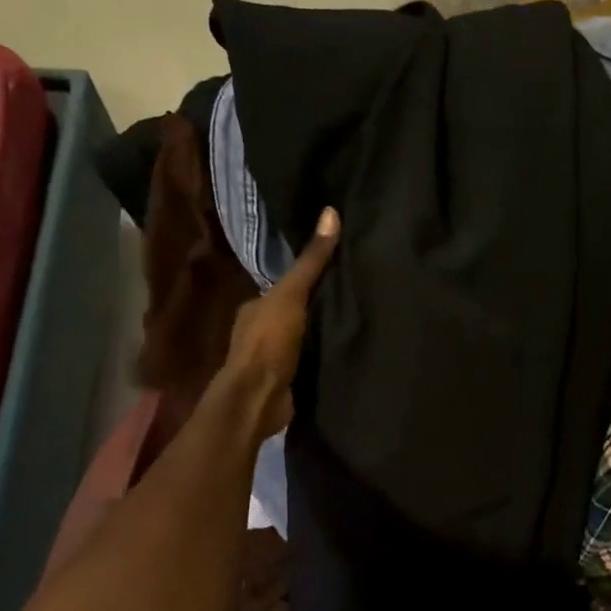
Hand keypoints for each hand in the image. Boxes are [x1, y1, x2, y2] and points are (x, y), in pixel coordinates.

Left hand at [218, 207, 339, 438]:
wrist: (259, 398)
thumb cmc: (269, 341)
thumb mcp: (292, 294)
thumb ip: (312, 261)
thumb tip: (331, 212)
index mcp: (255, 307)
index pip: (284, 287)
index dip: (307, 279)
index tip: (337, 272)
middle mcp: (259, 331)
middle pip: (293, 313)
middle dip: (316, 308)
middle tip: (353, 297)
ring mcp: (271, 359)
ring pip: (301, 339)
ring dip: (320, 334)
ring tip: (356, 323)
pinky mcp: (286, 382)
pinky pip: (308, 363)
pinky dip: (321, 358)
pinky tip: (344, 353)